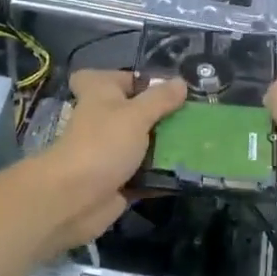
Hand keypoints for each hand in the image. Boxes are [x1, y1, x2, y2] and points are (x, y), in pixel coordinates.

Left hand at [37, 71, 186, 250]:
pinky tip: (190, 170)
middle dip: (160, 113)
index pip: (105, 77)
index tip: (156, 86)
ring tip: (201, 141)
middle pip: (133, 111)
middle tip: (193, 115)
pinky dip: (163, 173)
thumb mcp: (136, 115)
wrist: (75, 199)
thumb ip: (160, 99)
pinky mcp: (118, 180)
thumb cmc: (103, 144)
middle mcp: (103, 119)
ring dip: (165, 145)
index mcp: (99, 94)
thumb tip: (181, 82)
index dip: (126, 79)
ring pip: (142, 143)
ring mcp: (110, 151)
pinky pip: (145, 172)